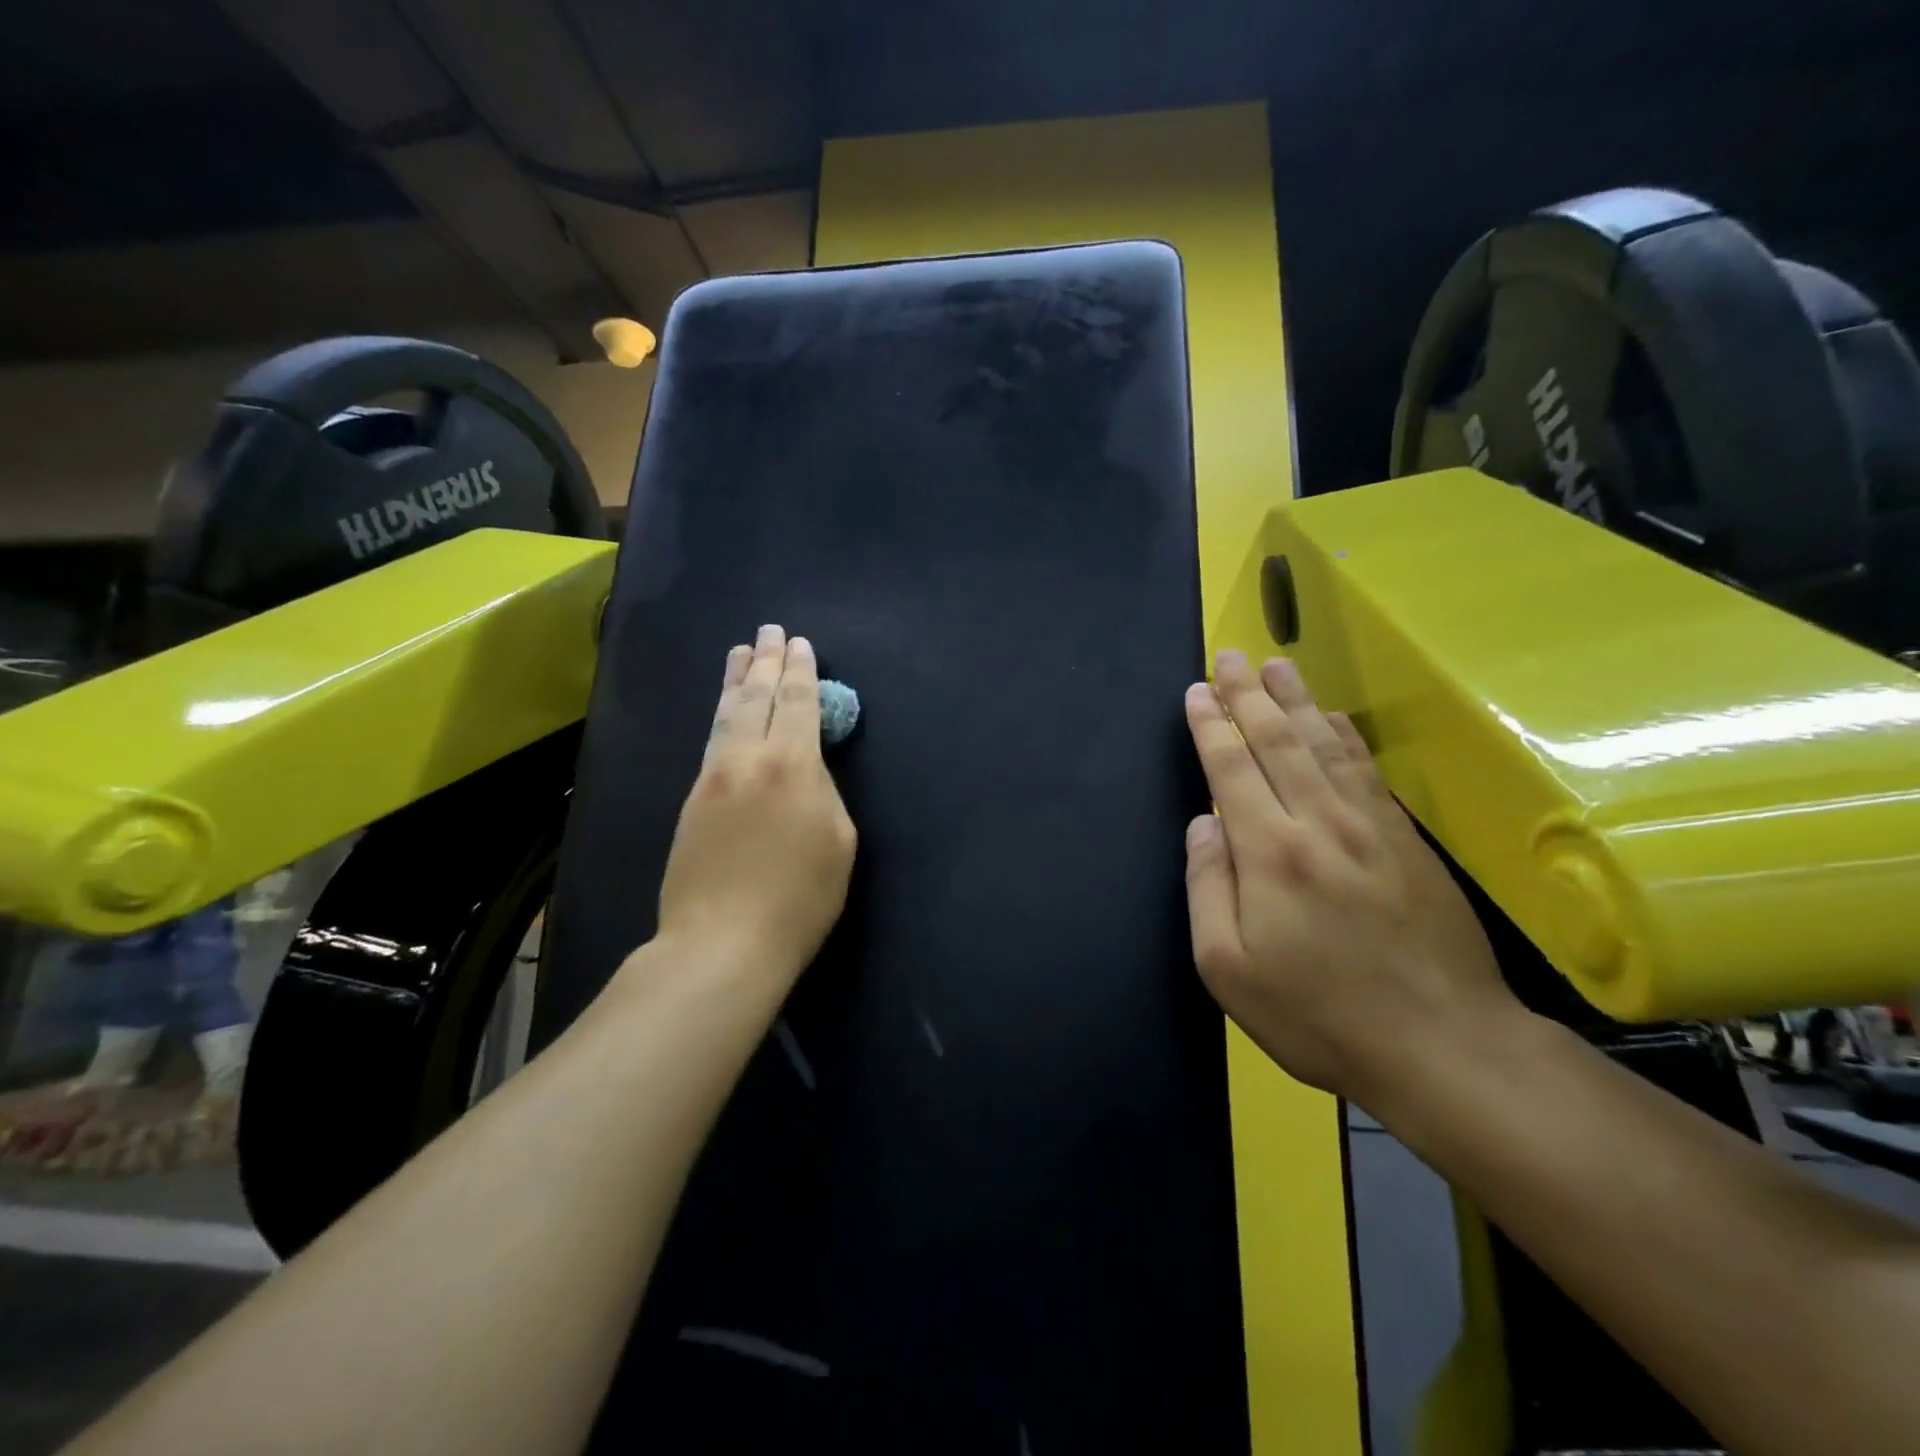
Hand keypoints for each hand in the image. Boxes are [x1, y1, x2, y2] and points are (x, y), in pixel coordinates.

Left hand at [655, 626, 856, 987]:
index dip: (801, 671)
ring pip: (726, 714)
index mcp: (793, 766)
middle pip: (757, 697)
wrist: (723, 942)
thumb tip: (807, 770)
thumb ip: (825, 792)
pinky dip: (721, 714)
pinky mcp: (692, 800)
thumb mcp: (838, 841)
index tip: (800, 644)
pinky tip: (724, 710)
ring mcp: (714, 777)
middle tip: (769, 630)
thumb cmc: (800, 898)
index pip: (799, 703)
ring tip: (740, 651)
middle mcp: (749, 758)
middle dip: (766, 660)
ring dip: (736, 679)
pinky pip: (711, 741)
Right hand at [1182, 649, 1516, 1101]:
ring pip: (1325, 745)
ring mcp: (1370, 827)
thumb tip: (1203, 825)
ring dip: (1295, 700)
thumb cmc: (1318, 1016)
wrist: (1444, 1047)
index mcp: (1270, 853)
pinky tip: (1332, 716)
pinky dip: (1345, 735)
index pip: (1232, 768)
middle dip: (1248, 695)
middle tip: (1230, 656)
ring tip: (1276, 665)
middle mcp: (1319, 823)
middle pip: (1278, 740)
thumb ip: (1206, 889)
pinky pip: (1367, 771)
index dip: (1210, 725)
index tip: (1196, 692)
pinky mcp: (1406, 840)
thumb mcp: (1229, 970)